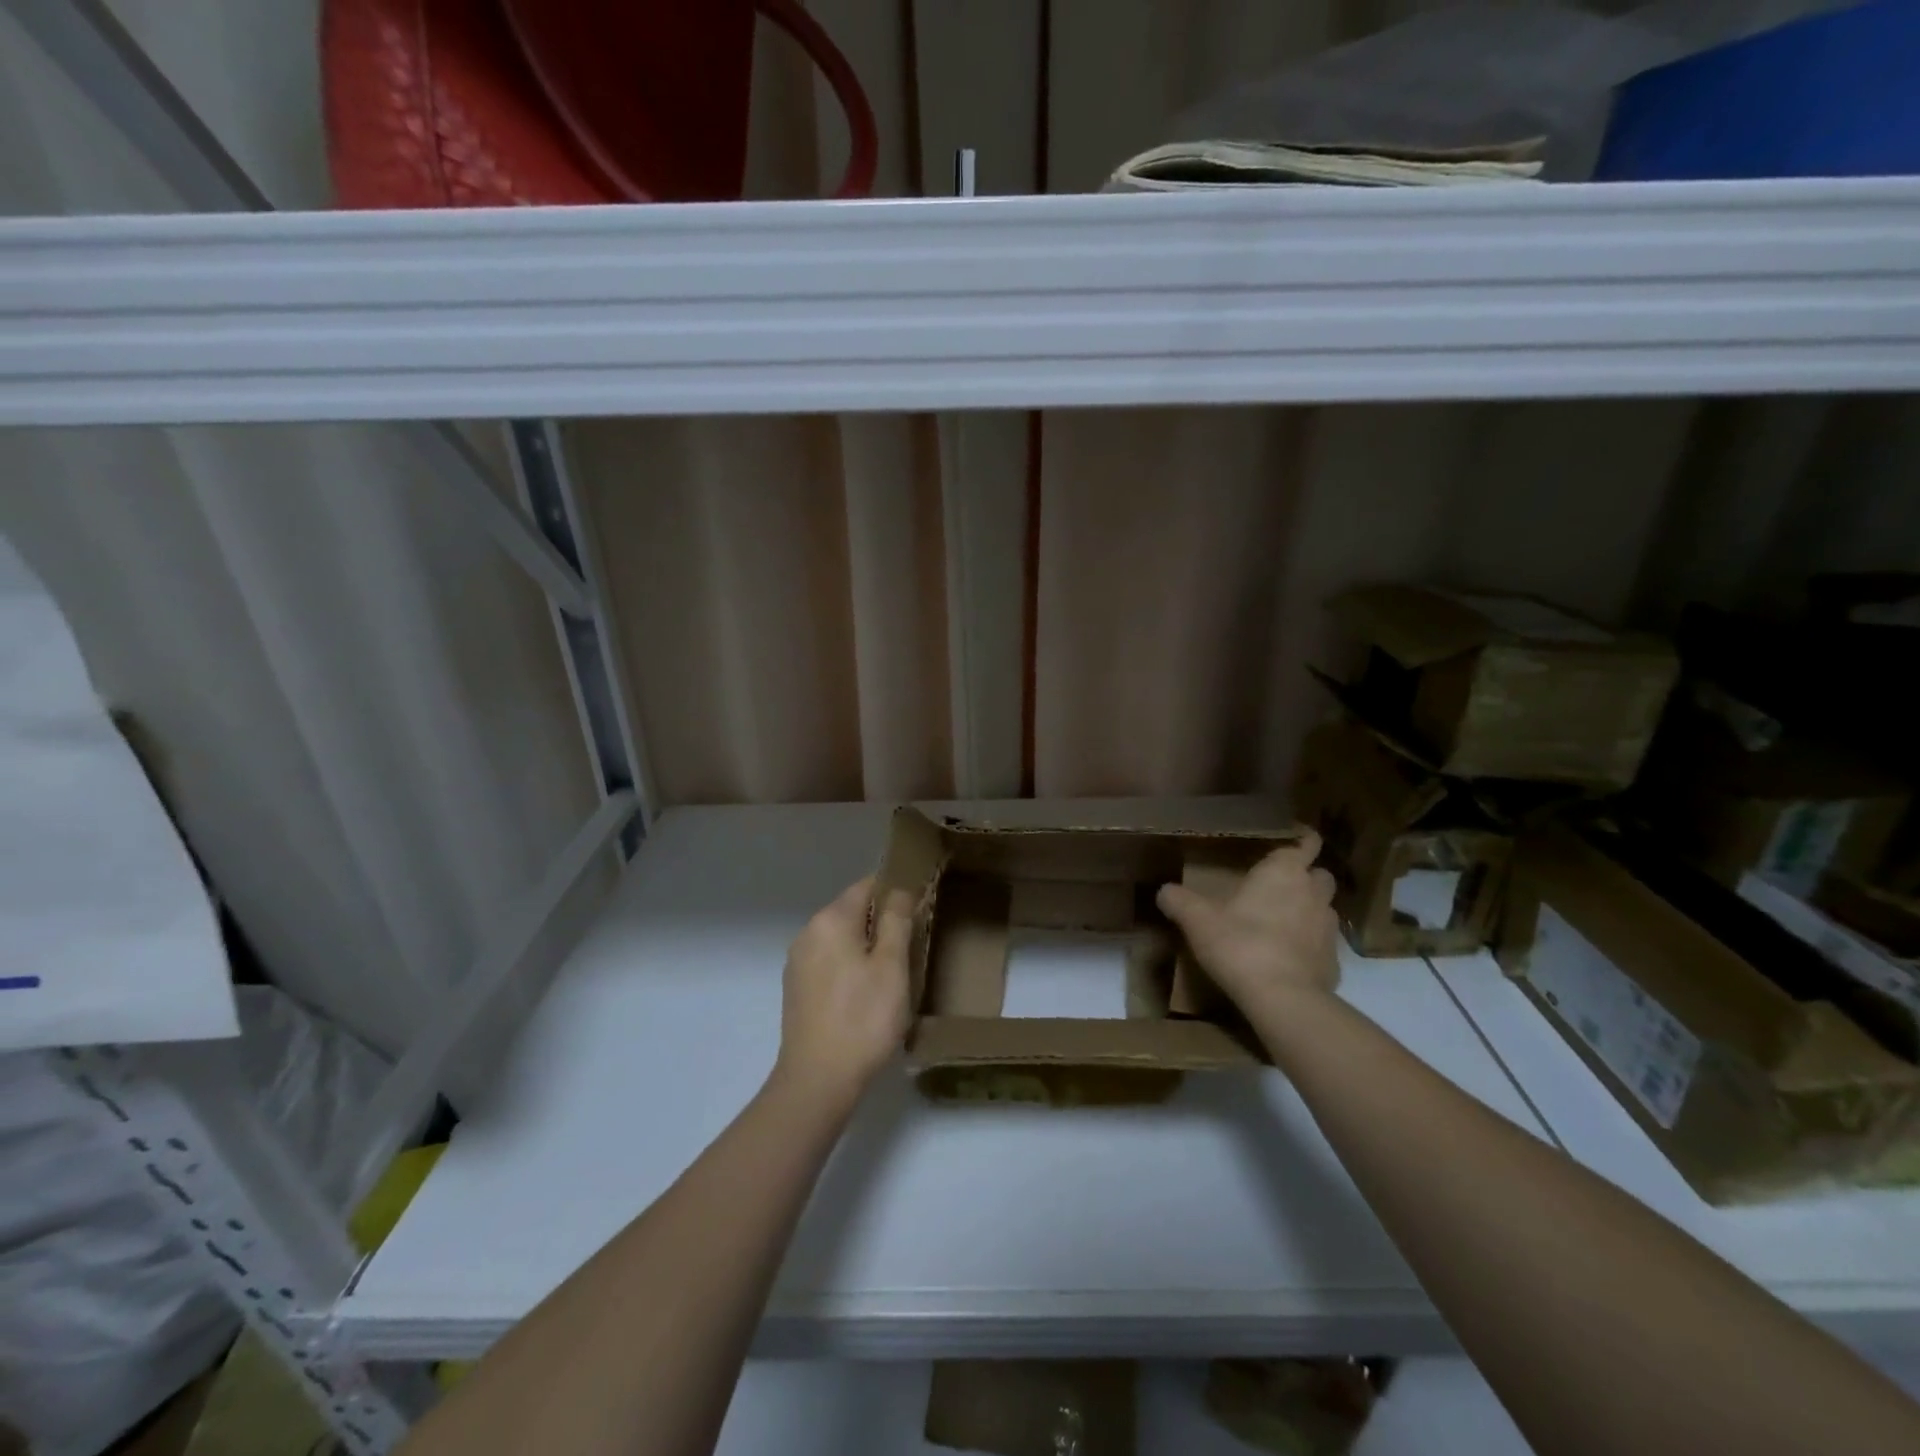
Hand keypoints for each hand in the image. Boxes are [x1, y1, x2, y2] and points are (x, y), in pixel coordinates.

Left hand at [773, 877, 912, 1111]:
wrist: (818, 1080)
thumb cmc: (863, 1018)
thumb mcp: (892, 966)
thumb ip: (896, 921)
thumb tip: (898, 889)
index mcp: (831, 920)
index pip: (866, 886)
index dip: (895, 892)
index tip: (918, 911)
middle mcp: (808, 933)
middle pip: (852, 912)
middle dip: (881, 923)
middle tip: (911, 948)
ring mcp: (798, 962)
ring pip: (840, 939)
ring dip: (866, 948)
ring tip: (893, 975)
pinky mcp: (796, 989)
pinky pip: (829, 962)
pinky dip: (849, 968)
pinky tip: (866, 995)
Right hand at [1156, 830, 1338, 1016]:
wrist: (1283, 999)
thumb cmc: (1240, 944)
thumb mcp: (1197, 920)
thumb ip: (1179, 901)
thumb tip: (1163, 890)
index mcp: (1284, 872)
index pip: (1306, 842)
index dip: (1302, 838)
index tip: (1292, 838)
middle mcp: (1313, 893)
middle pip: (1320, 874)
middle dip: (1305, 876)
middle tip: (1280, 885)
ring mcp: (1328, 928)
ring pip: (1324, 908)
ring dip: (1308, 910)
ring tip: (1282, 922)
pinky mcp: (1334, 961)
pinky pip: (1323, 944)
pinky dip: (1310, 945)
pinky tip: (1288, 958)